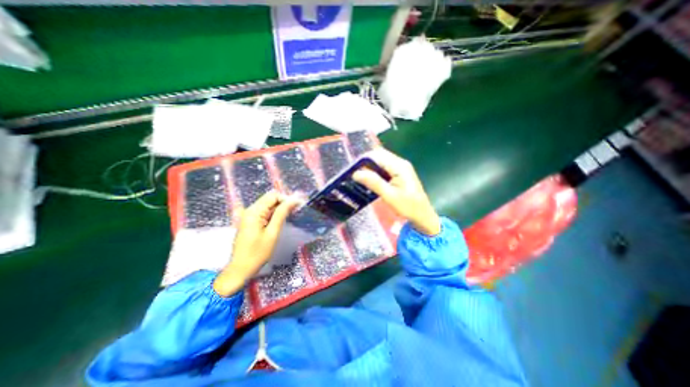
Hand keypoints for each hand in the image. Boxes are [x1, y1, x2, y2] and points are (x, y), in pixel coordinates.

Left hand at [214, 192, 299, 297]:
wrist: (240, 269)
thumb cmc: (257, 253)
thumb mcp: (272, 233)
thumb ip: (281, 214)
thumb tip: (293, 200)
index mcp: (254, 212)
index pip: (273, 196)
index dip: (286, 199)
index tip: (297, 207)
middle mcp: (250, 210)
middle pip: (270, 199)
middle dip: (284, 203)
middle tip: (295, 212)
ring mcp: (248, 215)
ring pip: (268, 205)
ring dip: (279, 208)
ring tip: (290, 216)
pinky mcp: (250, 221)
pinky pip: (264, 212)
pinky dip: (274, 213)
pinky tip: (280, 221)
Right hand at [352, 148, 439, 234]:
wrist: (422, 216)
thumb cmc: (408, 207)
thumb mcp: (389, 196)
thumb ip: (374, 183)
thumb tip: (356, 173)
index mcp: (399, 166)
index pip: (377, 155)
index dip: (363, 160)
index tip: (352, 170)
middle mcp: (400, 163)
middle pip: (379, 156)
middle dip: (365, 164)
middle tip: (354, 176)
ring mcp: (400, 168)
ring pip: (380, 162)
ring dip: (369, 168)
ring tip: (359, 178)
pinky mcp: (399, 173)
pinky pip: (384, 168)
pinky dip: (375, 173)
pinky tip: (369, 181)